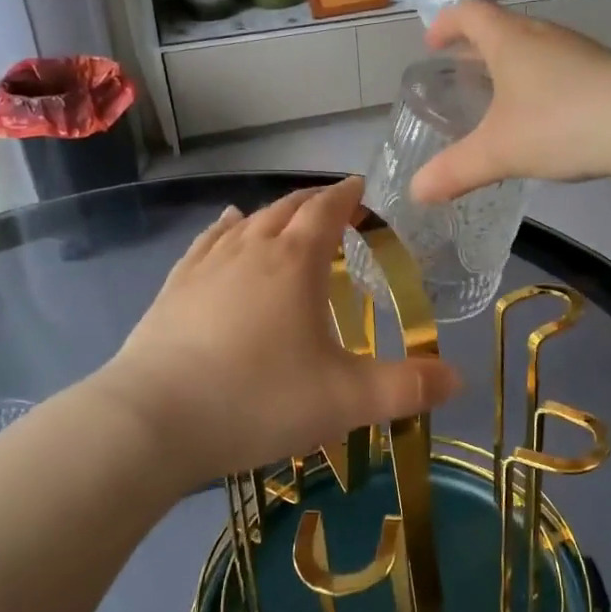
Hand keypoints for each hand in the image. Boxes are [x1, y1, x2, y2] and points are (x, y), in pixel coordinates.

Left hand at [99, 177, 460, 488]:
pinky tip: (224, 228)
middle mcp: (250, 249)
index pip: (326, 210)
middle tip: (332, 206)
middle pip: (285, 209)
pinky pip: (205, 244)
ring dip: (271, 214)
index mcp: (294, 262)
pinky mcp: (173, 289)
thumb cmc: (258, 400)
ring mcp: (206, 267)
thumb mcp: (345, 400)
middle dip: (312, 203)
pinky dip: (223, 230)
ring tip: (285, 216)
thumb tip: (457, 379)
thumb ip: (405, 389)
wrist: (152, 422)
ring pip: (244, 222)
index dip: (347, 196)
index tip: (360, 189)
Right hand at [410, 1, 610, 202]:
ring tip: (498, 94)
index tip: (431, 43)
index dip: (446, 24)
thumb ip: (455, 170)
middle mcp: (543, 35)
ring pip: (534, 47)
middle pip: (503, 27)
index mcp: (510, 40)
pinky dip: (539, 81)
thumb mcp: (499, 151)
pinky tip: (543, 114)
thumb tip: (416, 191)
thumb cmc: (560, 123)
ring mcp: (578, 51)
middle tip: (460, 72)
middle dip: (476, 47)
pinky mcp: (604, 71)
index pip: (470, 14)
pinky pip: (559, 67)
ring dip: (510, 64)